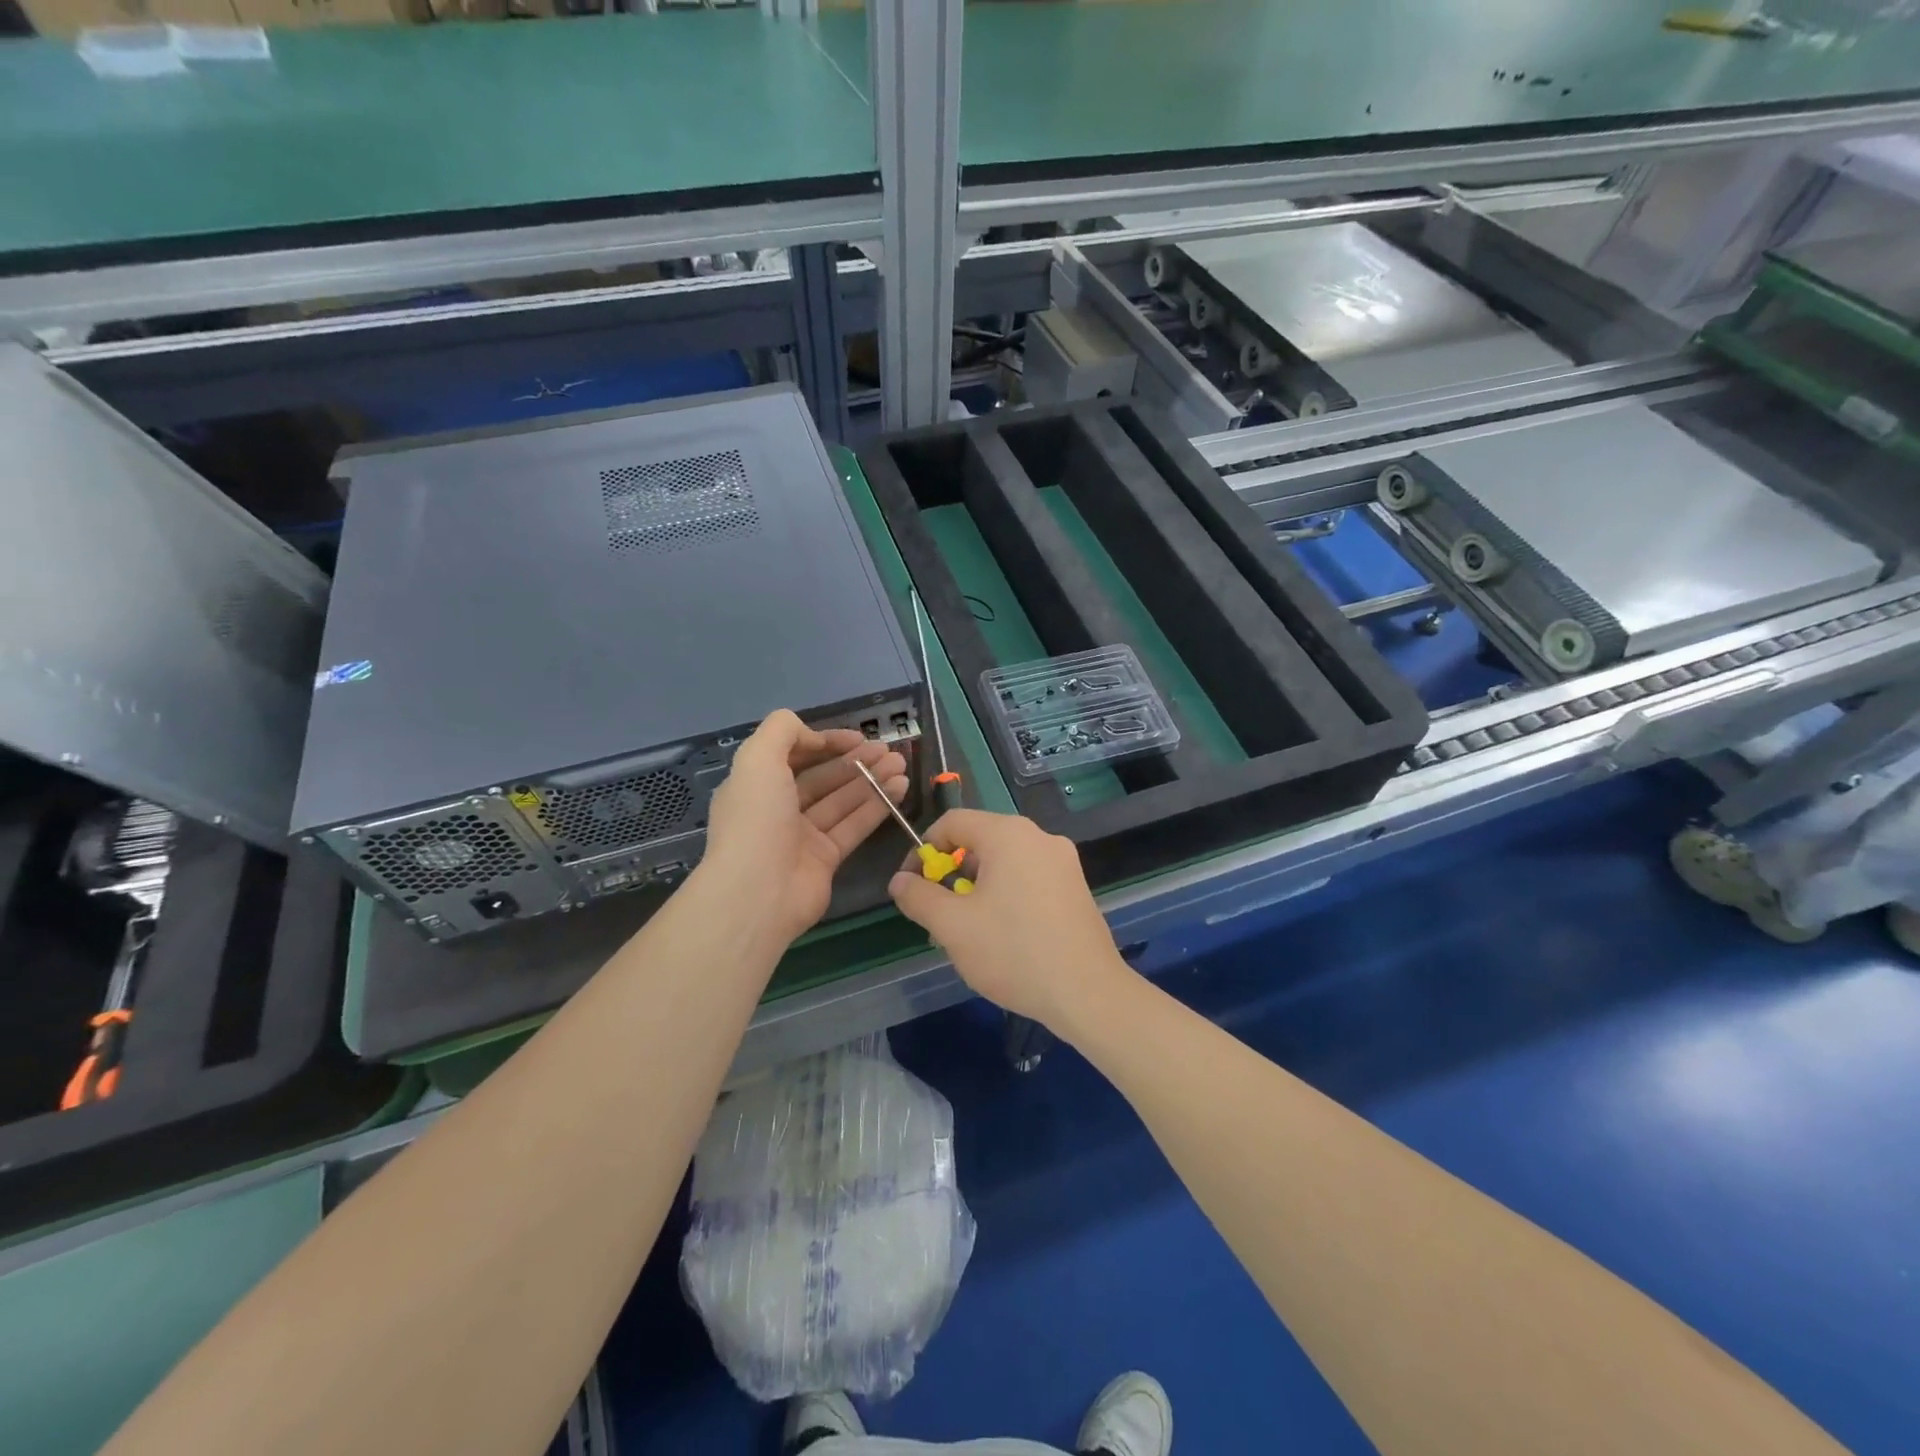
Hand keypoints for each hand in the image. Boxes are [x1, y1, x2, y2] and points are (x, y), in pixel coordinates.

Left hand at [699, 709, 906, 945]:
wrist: (758, 893)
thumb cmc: (756, 820)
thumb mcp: (757, 759)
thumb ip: (783, 730)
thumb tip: (815, 736)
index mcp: (756, 785)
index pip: (795, 756)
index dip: (826, 742)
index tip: (858, 737)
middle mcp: (778, 809)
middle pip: (823, 778)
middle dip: (856, 761)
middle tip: (889, 751)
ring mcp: (803, 836)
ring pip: (843, 800)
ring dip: (872, 780)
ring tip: (902, 765)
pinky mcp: (826, 859)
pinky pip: (855, 826)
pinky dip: (877, 806)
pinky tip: (900, 789)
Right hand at [887, 808, 1132, 1036]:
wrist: (1087, 992)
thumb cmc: (1013, 951)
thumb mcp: (952, 926)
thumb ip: (919, 897)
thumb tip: (900, 881)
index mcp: (1008, 834)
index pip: (952, 822)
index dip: (923, 850)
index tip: (912, 886)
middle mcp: (1039, 837)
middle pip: (980, 842)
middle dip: (951, 875)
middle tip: (939, 917)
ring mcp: (1063, 862)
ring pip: (1004, 864)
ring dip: (977, 890)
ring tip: (967, 935)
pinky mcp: (1075, 888)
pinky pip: (1028, 879)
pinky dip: (1005, 897)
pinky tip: (1002, 938)